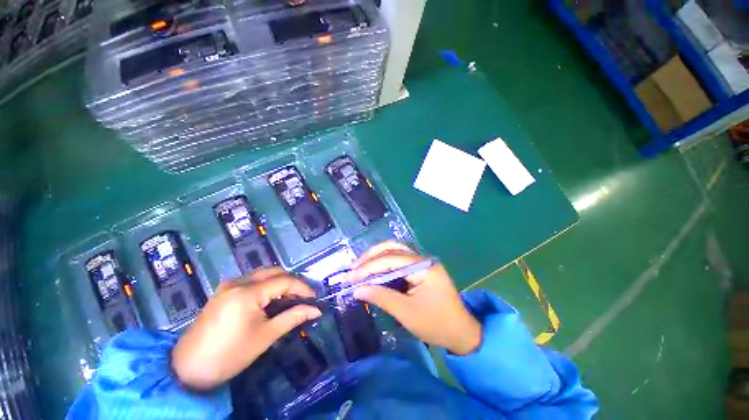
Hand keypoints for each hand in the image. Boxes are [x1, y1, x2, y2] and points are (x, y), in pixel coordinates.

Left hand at [171, 268, 321, 390]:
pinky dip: (265, 285)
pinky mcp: (222, 291)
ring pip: (262, 274)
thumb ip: (293, 318)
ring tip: (289, 298)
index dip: (303, 288)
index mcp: (248, 292)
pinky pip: (251, 280)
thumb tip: (316, 310)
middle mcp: (238, 281)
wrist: (186, 369)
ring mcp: (228, 284)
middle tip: (302, 297)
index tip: (314, 299)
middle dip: (292, 282)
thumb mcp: (265, 337)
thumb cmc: (229, 355)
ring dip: (279, 282)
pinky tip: (269, 299)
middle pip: (274, 272)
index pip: (285, 281)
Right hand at [349, 241, 481, 354]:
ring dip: (376, 256)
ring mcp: (422, 262)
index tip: (350, 277)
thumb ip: (381, 297)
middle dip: (371, 257)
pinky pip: (399, 259)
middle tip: (353, 268)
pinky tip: (374, 269)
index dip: (368, 267)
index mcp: (423, 266)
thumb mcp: (407, 313)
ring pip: (395, 251)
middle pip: (392, 249)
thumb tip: (357, 289)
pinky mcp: (420, 268)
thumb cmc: (436, 324)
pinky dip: (384, 262)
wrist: (461, 332)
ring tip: (360, 266)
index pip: (390, 260)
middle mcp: (422, 259)